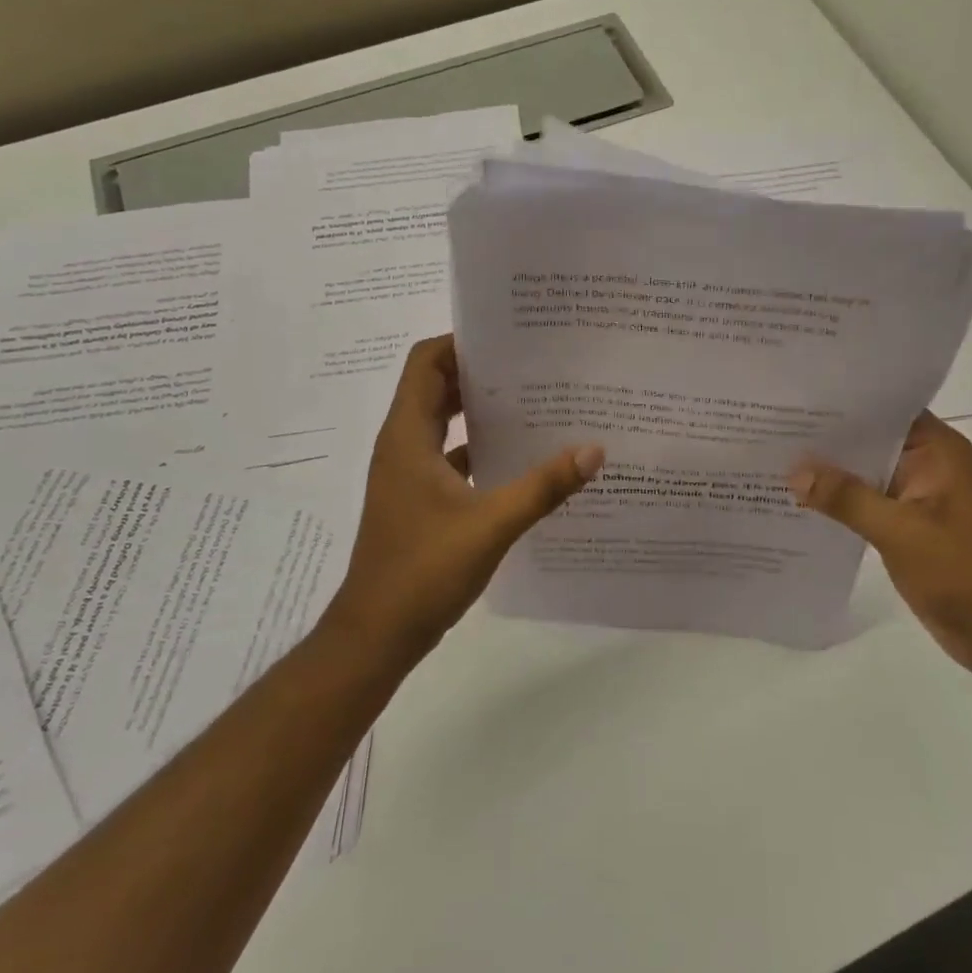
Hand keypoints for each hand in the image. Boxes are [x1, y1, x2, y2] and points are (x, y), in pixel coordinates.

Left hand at [327, 336, 603, 662]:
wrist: (377, 634)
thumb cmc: (423, 571)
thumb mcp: (491, 525)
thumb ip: (543, 486)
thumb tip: (594, 450)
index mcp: (408, 436)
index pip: (427, 363)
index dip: (461, 342)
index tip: (509, 338)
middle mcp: (403, 446)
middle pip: (438, 388)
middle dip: (481, 373)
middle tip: (534, 365)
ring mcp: (409, 474)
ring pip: (446, 424)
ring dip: (482, 411)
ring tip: (536, 403)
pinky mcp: (420, 500)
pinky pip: (452, 457)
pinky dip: (481, 449)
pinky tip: (522, 460)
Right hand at [791, 413, 971, 681]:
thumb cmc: (963, 571)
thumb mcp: (900, 530)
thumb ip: (846, 497)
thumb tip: (793, 471)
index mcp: (936, 449)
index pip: (883, 408)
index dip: (840, 400)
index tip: (793, 394)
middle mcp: (924, 463)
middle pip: (867, 438)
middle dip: (824, 435)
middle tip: (768, 421)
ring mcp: (914, 495)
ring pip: (862, 470)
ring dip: (826, 469)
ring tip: (770, 453)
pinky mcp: (904, 524)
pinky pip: (862, 500)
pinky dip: (835, 499)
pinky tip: (795, 497)